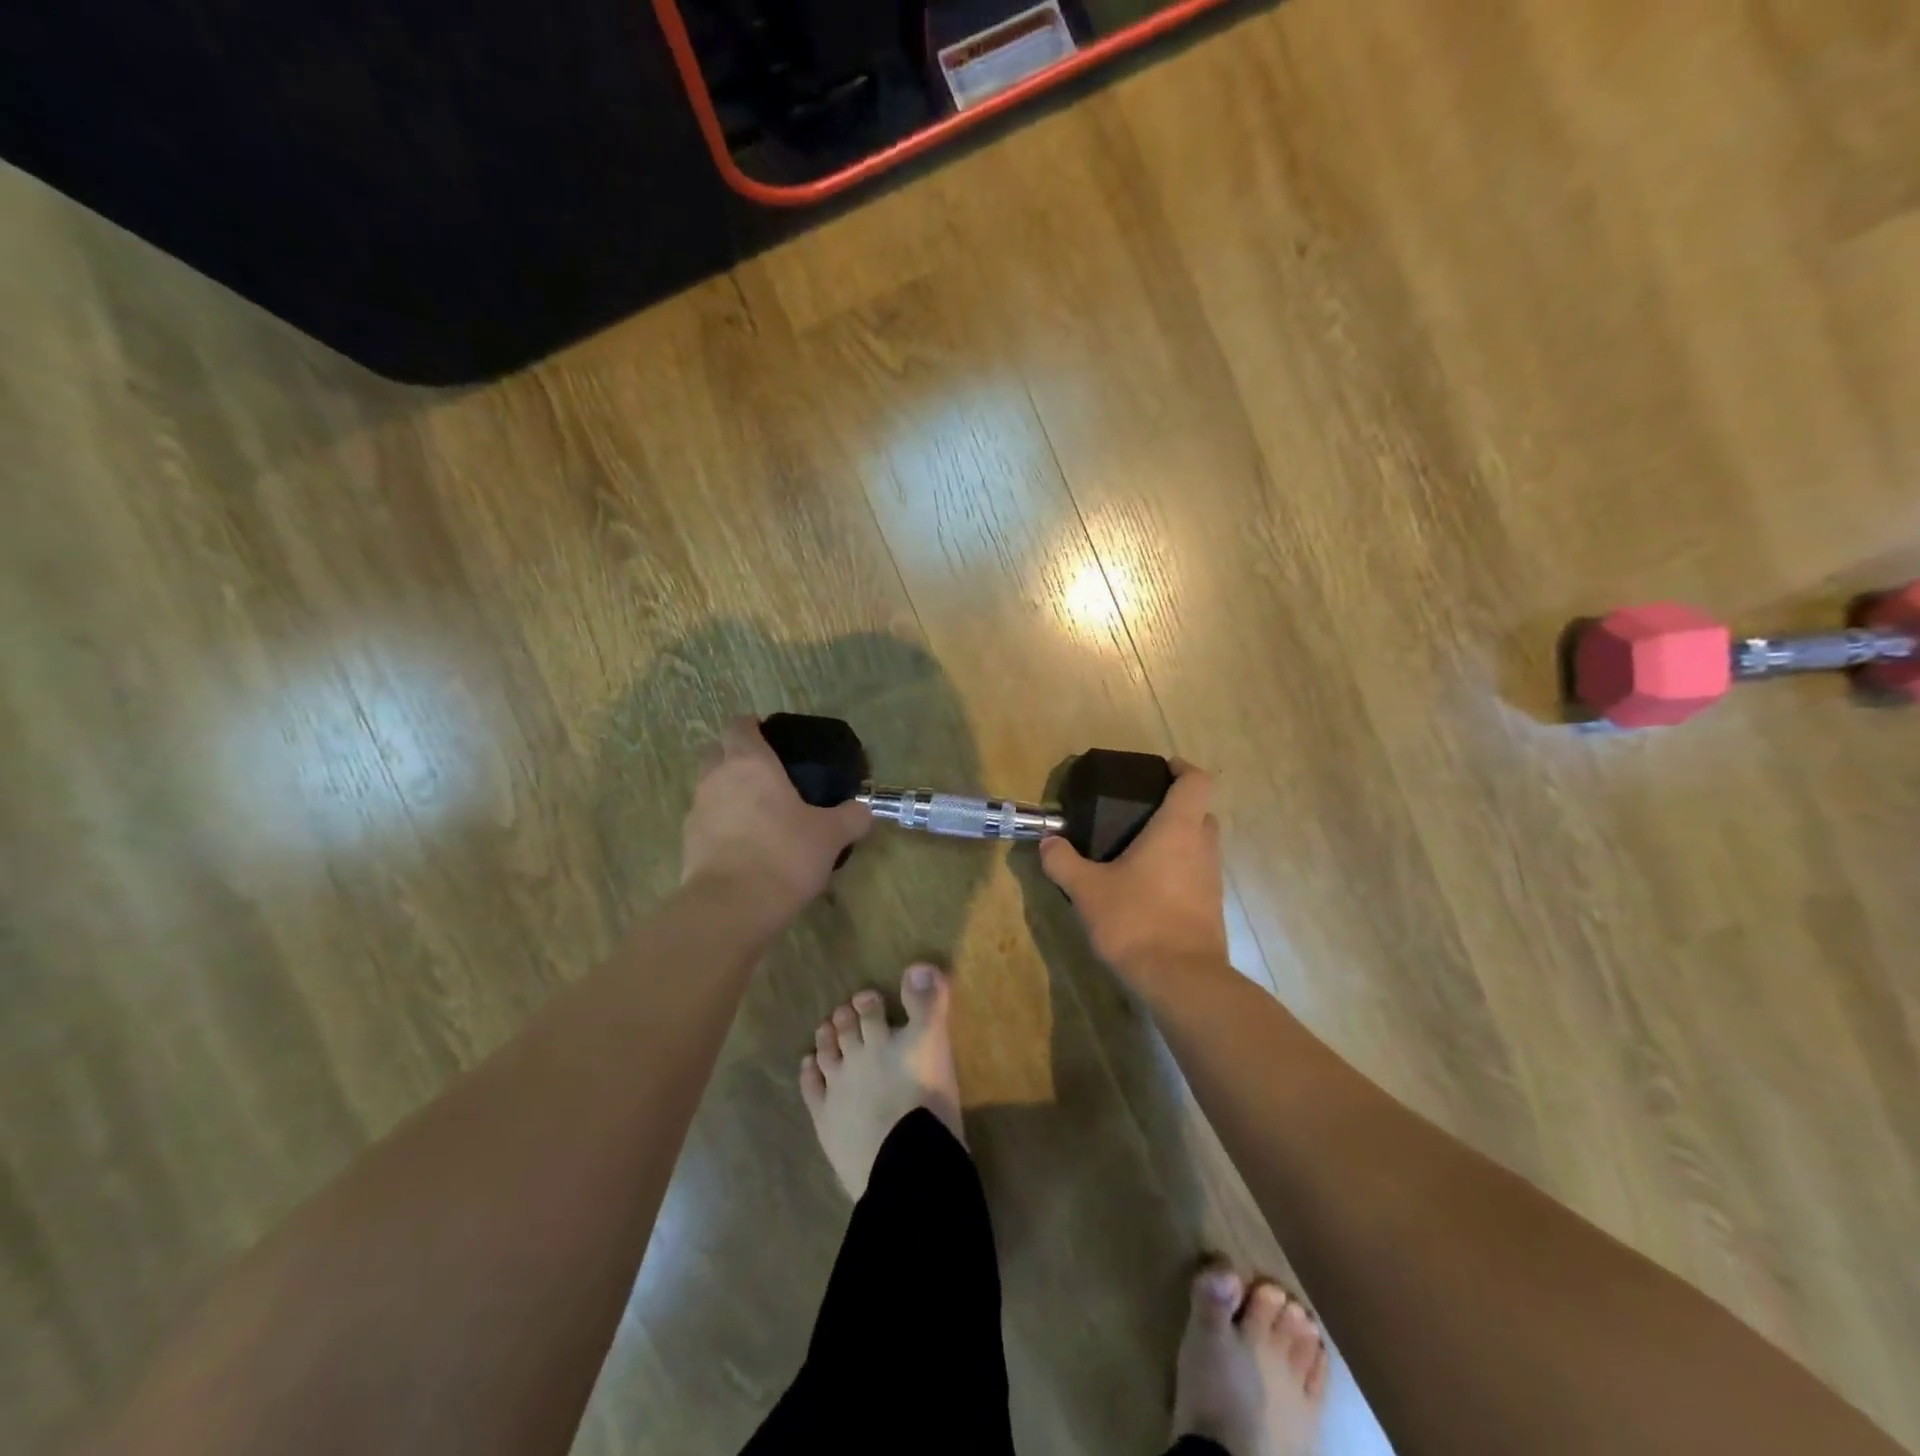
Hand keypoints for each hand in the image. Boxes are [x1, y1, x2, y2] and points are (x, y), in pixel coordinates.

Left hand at [681, 718, 871, 915]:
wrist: (731, 907)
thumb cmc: (784, 854)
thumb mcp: (830, 836)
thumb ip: (850, 818)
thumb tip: (864, 810)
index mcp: (749, 763)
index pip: (739, 725)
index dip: (752, 726)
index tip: (769, 736)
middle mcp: (716, 778)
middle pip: (715, 751)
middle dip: (733, 755)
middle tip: (764, 774)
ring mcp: (697, 811)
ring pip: (709, 787)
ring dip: (727, 792)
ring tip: (758, 814)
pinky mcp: (688, 843)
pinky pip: (706, 821)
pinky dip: (722, 825)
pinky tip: (746, 846)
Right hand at [1038, 759, 1229, 983]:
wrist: (1181, 980)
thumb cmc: (1136, 920)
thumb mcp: (1086, 890)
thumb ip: (1063, 862)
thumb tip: (1047, 842)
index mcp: (1177, 829)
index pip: (1196, 781)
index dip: (1181, 768)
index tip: (1160, 769)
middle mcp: (1202, 847)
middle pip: (1199, 812)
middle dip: (1174, 806)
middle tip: (1138, 813)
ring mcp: (1212, 879)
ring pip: (1200, 845)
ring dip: (1176, 840)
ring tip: (1136, 850)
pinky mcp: (1212, 907)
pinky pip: (1197, 873)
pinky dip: (1178, 870)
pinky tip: (1146, 887)